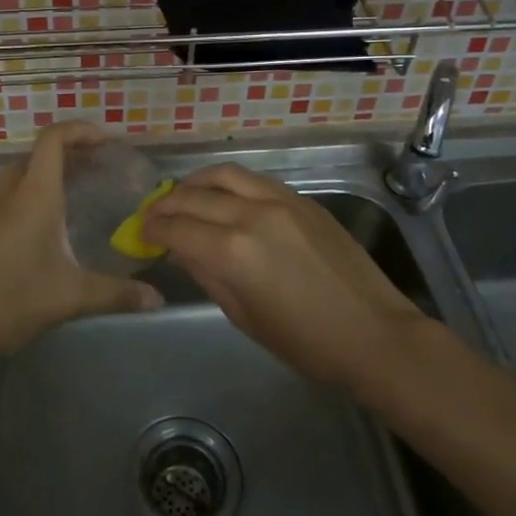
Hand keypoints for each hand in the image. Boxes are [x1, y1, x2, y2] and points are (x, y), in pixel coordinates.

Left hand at [0, 122, 162, 366]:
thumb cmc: (12, 299)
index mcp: (34, 195)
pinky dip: (34, 191)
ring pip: (21, 173)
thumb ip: (117, 294)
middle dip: (69, 151)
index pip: (53, 139)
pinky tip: (50, 224)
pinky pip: (11, 194)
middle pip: (38, 153)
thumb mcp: (71, 297)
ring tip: (79, 189)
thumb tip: (158, 300)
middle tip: (99, 166)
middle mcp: (11, 194)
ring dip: (49, 171)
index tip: (107, 142)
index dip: (80, 130)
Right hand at [144, 163, 427, 387]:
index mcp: (233, 251)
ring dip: (196, 182)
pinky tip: (223, 196)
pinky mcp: (301, 199)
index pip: (177, 228)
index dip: (152, 229)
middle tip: (153, 215)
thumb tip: (180, 250)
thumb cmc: (305, 341)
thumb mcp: (244, 316)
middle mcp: (251, 214)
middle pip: (194, 196)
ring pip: (224, 174)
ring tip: (184, 195)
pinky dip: (229, 182)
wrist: (373, 332)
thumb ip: (207, 275)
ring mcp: (279, 200)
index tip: (141, 233)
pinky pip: (254, 179)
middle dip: (167, 205)